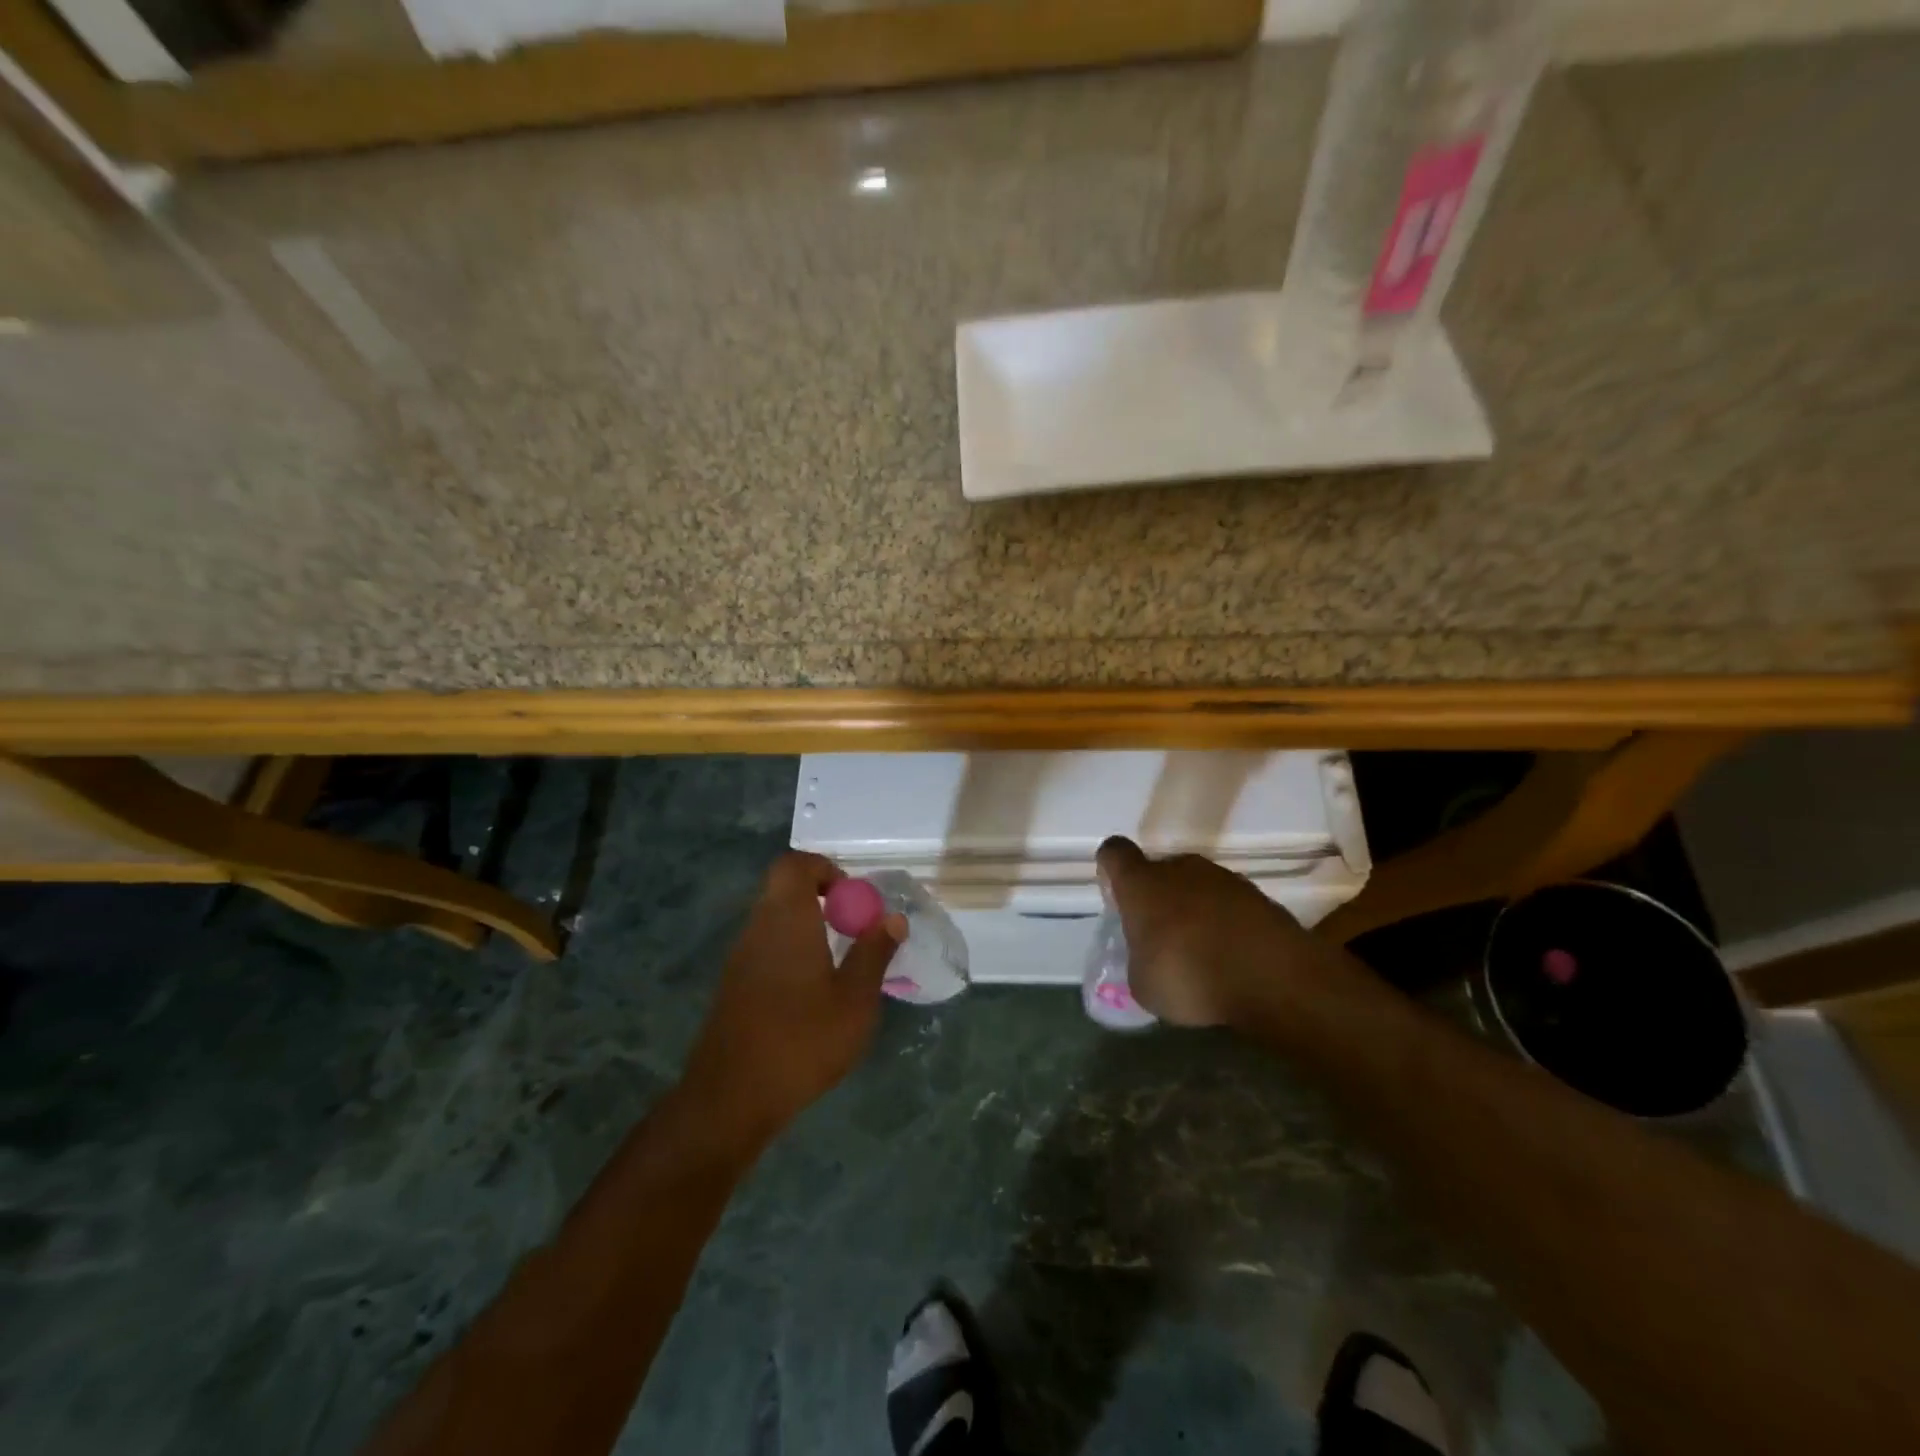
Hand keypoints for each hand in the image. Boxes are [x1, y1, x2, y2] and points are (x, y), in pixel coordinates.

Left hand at [681, 851, 903, 1145]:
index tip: (852, 898)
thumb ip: (874, 953)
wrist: (730, 1099)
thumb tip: (892, 918)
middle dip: (822, 899)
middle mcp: (758, 928)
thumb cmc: (802, 1041)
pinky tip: (812, 995)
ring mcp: (740, 958)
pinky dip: (792, 953)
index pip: (794, 864)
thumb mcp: (855, 1000)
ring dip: (807, 928)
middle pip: (784, 890)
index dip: (824, 868)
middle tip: (853, 930)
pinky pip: (766, 949)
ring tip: (839, 965)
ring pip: (775, 921)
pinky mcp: (733, 986)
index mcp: (787, 919)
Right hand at [1096, 836, 1346, 1031]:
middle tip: (1162, 933)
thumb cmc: (1188, 976)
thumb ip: (1139, 958)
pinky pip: (1230, 903)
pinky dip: (1227, 922)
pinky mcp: (1259, 895)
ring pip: (1198, 884)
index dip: (1112, 868)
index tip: (1116, 891)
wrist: (1271, 978)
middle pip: (1161, 869)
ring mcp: (1223, 878)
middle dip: (1159, 895)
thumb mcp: (1143, 983)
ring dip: (1195, 908)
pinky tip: (1233, 955)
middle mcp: (1180, 869)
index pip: (1115, 853)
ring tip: (1203, 949)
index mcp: (1142, 884)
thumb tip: (1149, 955)